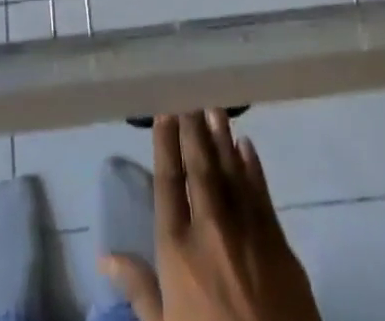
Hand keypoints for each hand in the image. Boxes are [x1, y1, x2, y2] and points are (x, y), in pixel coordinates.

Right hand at [101, 112, 320, 320]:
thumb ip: (138, 288)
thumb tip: (104, 255)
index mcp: (178, 250)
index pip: (168, 183)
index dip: (166, 145)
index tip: (165, 112)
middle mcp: (211, 229)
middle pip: (200, 168)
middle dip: (194, 131)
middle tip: (190, 97)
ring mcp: (248, 232)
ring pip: (232, 172)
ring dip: (223, 138)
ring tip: (215, 108)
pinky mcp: (280, 244)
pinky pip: (262, 194)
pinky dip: (254, 167)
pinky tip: (247, 145)